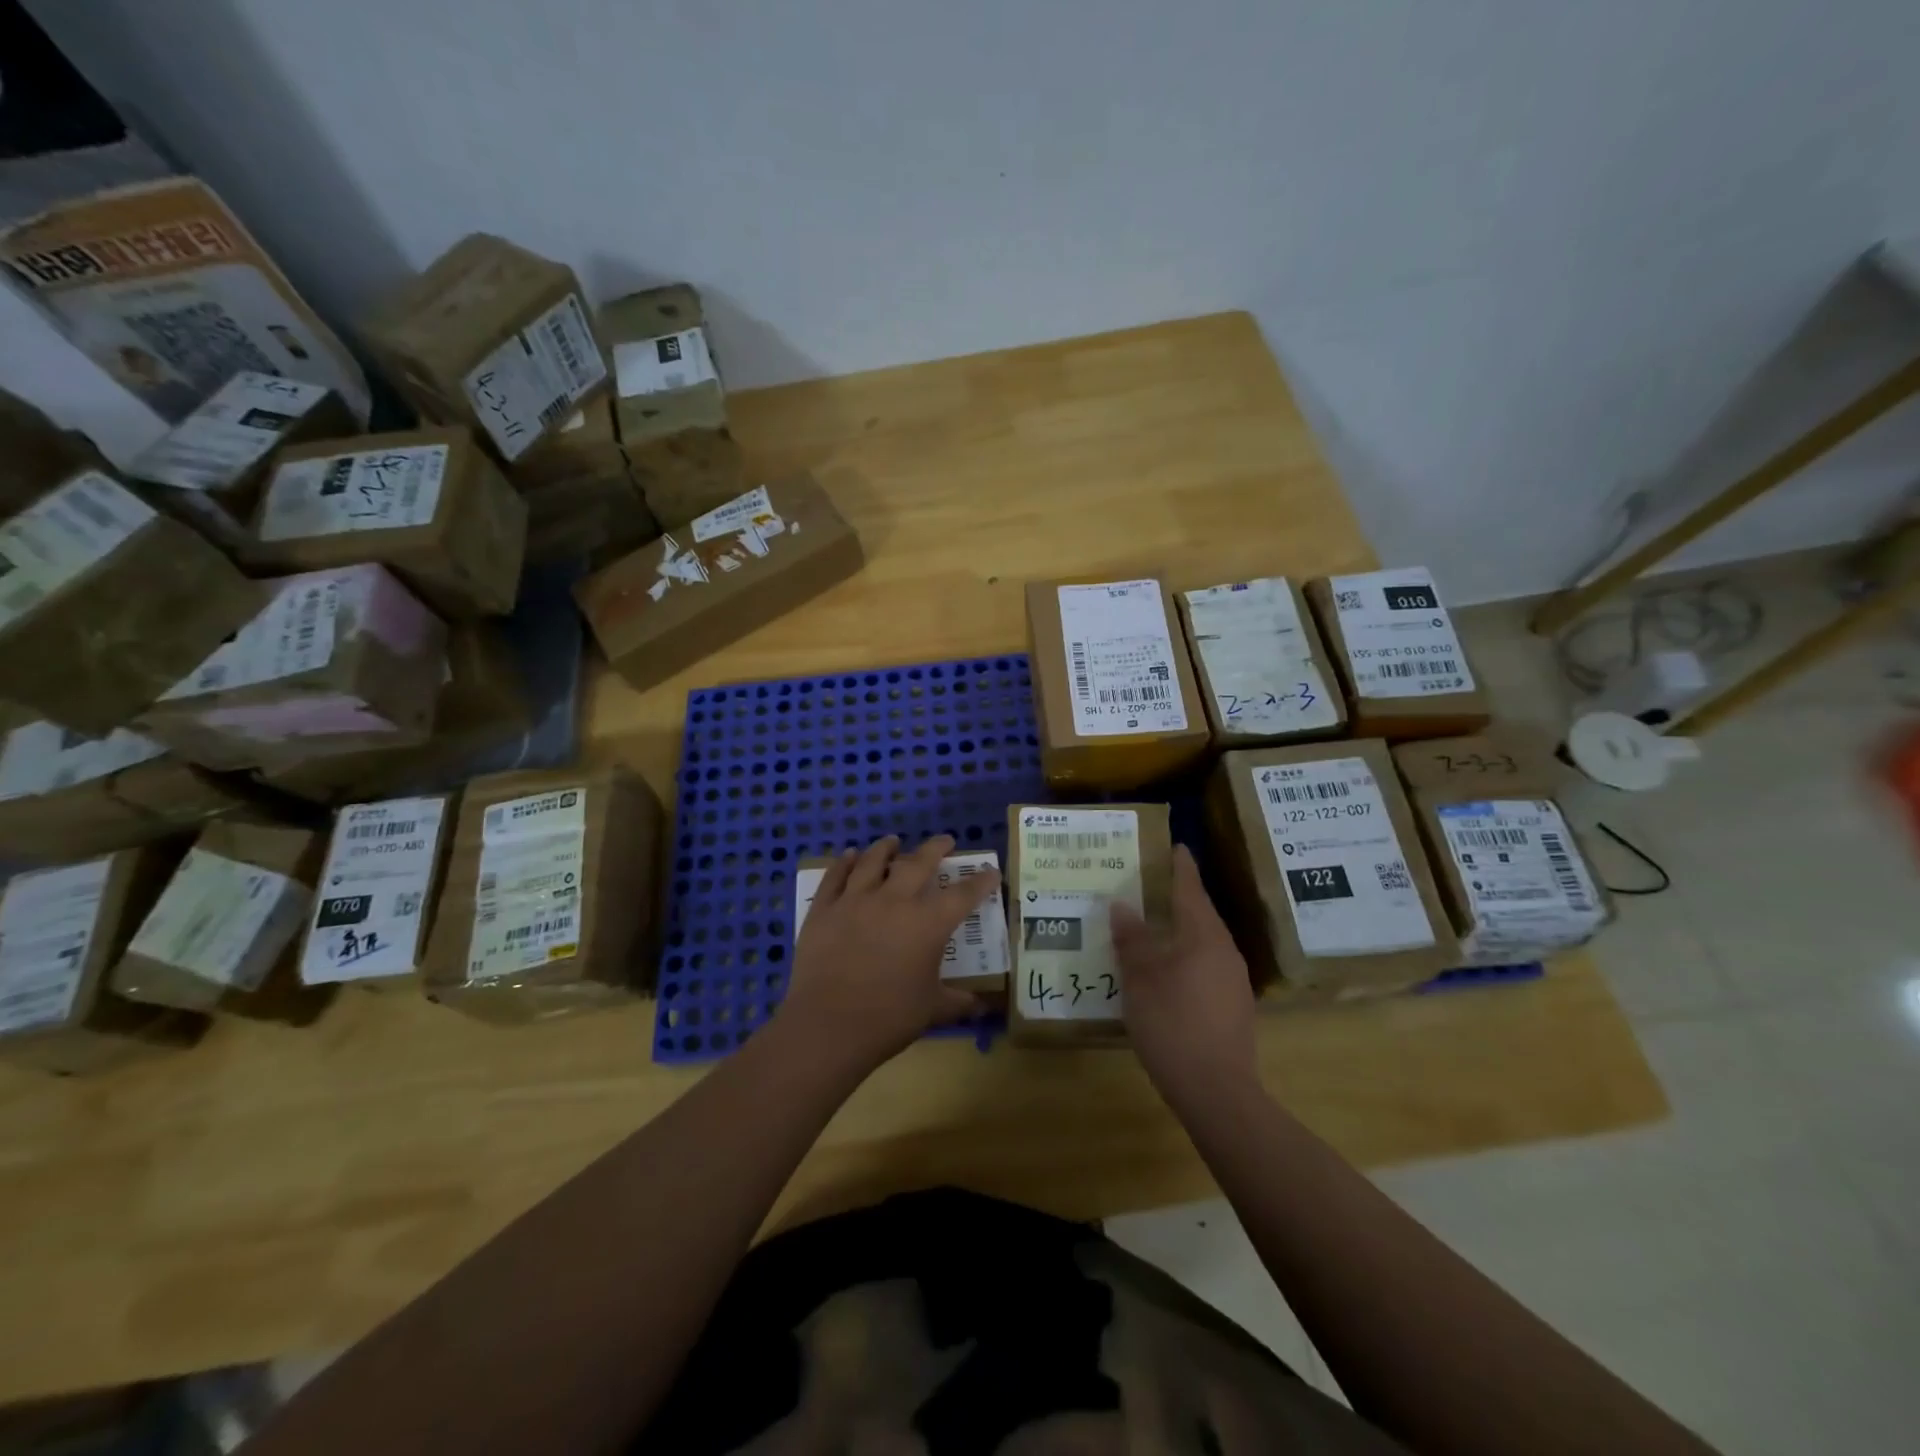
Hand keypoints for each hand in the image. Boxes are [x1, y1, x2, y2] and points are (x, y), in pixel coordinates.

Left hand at [780, 835, 999, 1073]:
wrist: (828, 1026)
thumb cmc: (888, 1018)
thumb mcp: (932, 1011)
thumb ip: (959, 1003)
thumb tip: (983, 1006)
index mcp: (927, 924)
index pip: (963, 895)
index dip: (981, 881)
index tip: (991, 872)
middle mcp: (894, 901)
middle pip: (918, 864)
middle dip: (935, 849)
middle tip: (945, 841)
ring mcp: (855, 901)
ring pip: (873, 861)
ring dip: (886, 848)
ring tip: (893, 841)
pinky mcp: (824, 909)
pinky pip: (835, 876)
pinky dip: (844, 862)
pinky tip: (849, 855)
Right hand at [1111, 845, 1258, 1112]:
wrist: (1217, 1091)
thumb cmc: (1173, 1023)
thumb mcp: (1141, 978)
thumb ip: (1132, 940)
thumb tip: (1122, 906)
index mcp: (1204, 936)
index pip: (1191, 890)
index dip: (1181, 868)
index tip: (1176, 847)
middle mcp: (1225, 952)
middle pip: (1200, 916)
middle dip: (1178, 900)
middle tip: (1152, 888)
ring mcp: (1234, 982)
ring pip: (1204, 944)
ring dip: (1182, 933)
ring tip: (1154, 929)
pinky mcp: (1234, 1008)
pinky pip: (1207, 968)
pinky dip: (1187, 960)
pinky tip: (1168, 974)